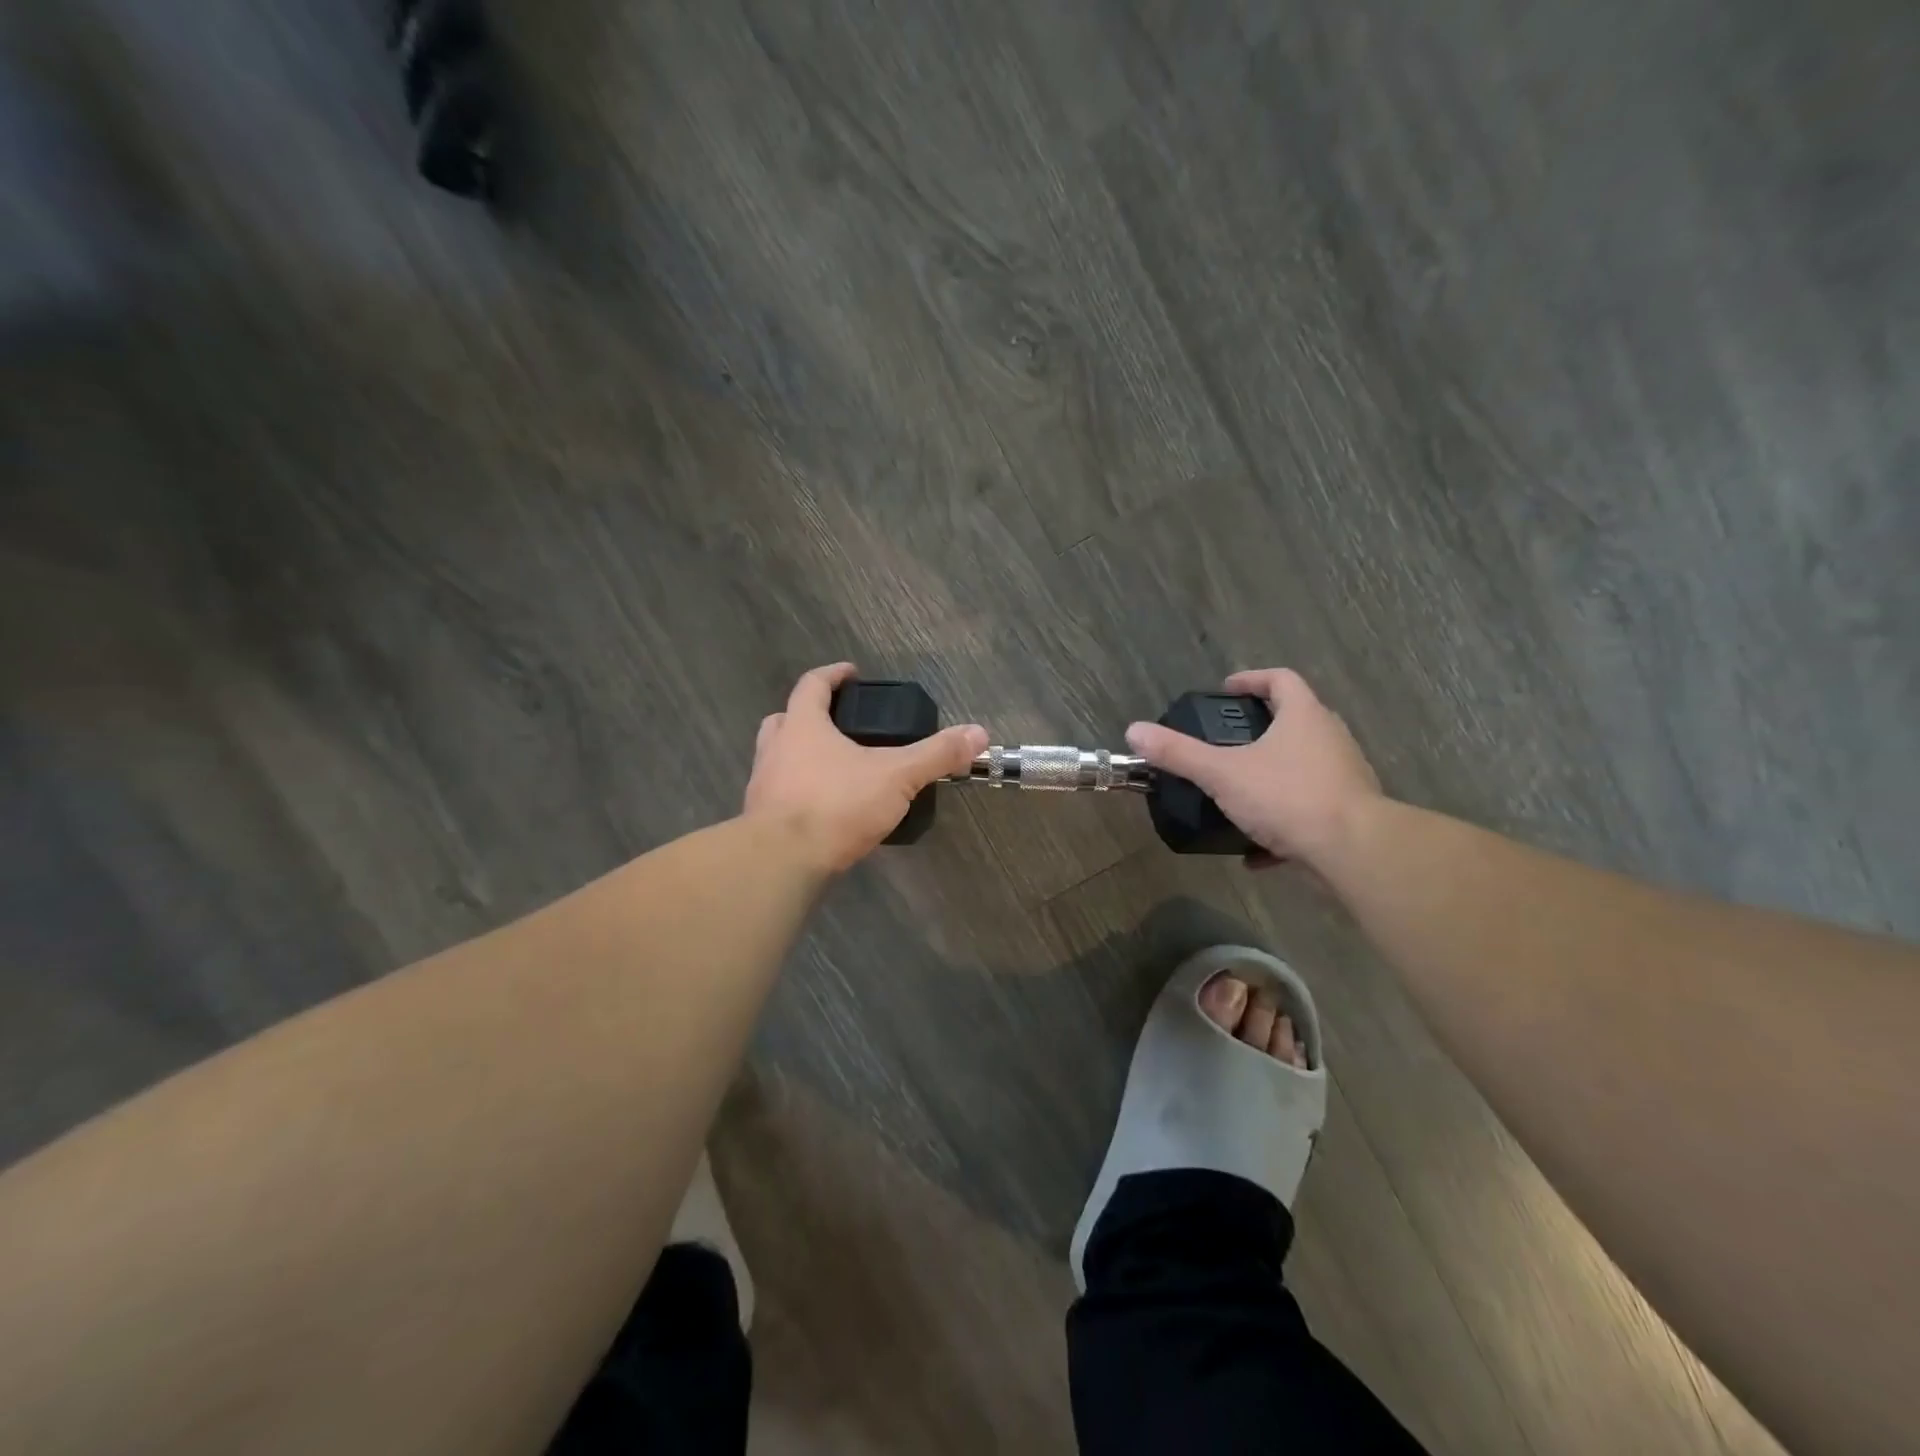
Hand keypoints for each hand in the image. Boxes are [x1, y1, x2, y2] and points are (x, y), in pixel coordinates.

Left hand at [744, 663, 987, 873]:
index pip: (813, 685)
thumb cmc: (837, 804)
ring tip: (834, 768)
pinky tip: (824, 808)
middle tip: (838, 723)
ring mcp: (762, 785)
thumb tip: (979, 734)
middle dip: (810, 715)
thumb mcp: (897, 776)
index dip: (833, 674)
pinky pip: (780, 794)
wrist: (783, 862)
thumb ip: (936, 754)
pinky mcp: (761, 820)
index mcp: (803, 726)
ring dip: (799, 755)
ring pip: (778, 757)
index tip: (851, 673)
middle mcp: (776, 749)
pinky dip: (798, 792)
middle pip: (786, 718)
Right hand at [1125, 669, 1381, 867]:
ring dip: (1272, 777)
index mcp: (1305, 717)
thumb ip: (1179, 753)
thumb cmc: (1287, 796)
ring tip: (1237, 795)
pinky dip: (1282, 823)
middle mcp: (1330, 739)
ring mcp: (1344, 777)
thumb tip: (1134, 730)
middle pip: (1296, 721)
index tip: (1227, 690)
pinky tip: (1255, 850)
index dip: (1252, 679)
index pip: (1281, 680)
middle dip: (1260, 730)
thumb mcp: (1223, 773)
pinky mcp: (1348, 814)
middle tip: (1226, 742)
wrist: (1353, 851)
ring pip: (1303, 768)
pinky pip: (1308, 810)